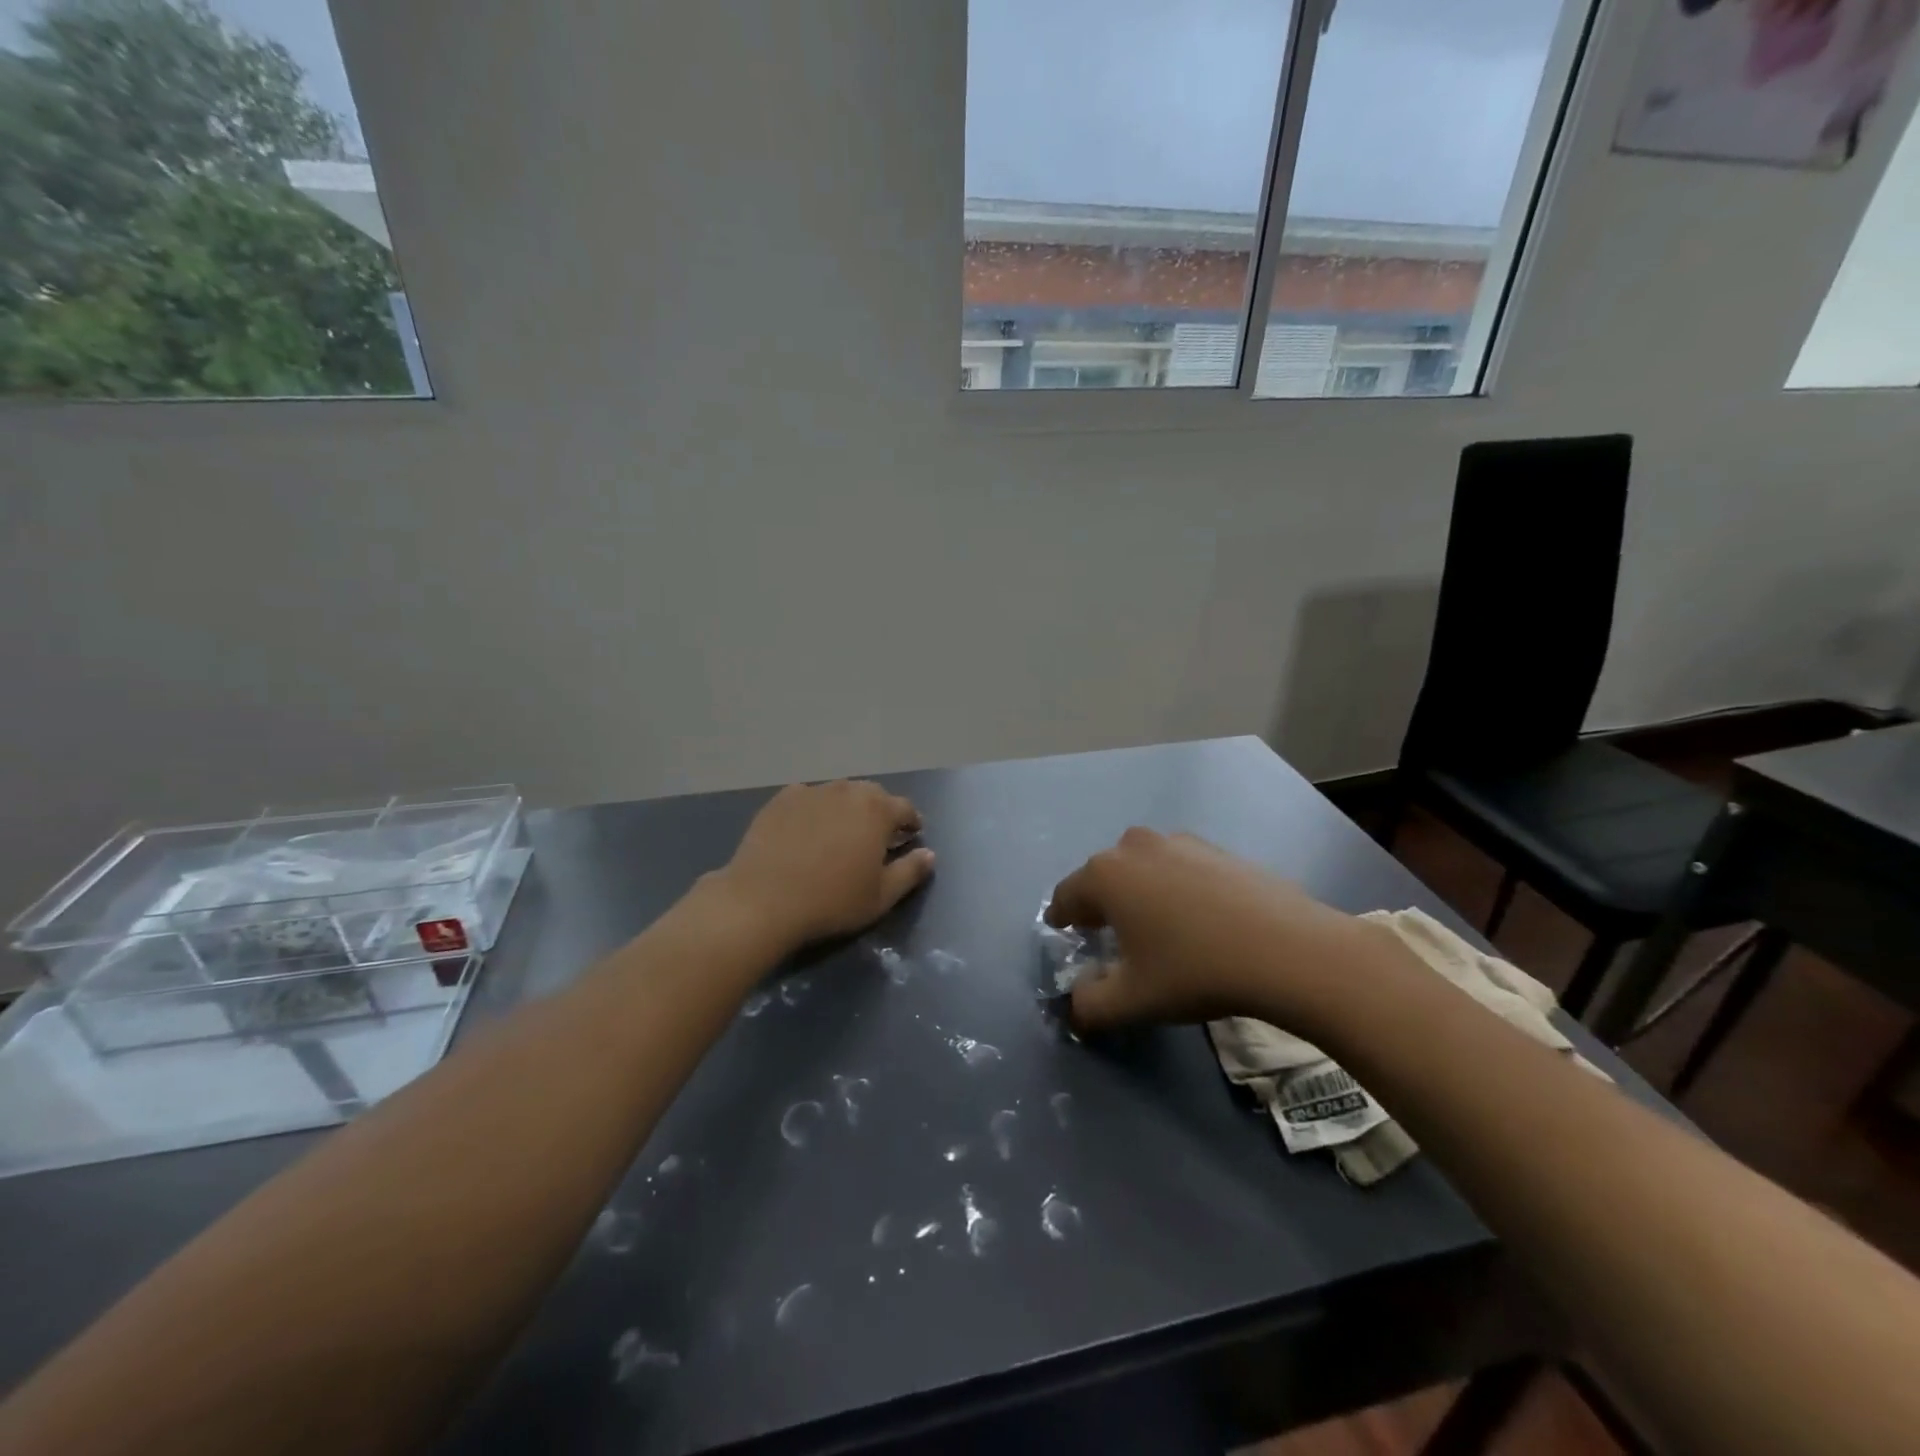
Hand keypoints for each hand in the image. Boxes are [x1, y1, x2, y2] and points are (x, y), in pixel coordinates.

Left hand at [718, 781, 934, 950]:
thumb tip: (929, 854)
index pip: (906, 808)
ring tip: (840, 835)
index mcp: (877, 810)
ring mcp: (812, 791)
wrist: (762, 900)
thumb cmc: (831, 901)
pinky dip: (814, 811)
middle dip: (880, 813)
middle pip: (873, 795)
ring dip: (847, 809)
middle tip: (876, 838)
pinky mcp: (781, 799)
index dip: (912, 823)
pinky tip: (806, 832)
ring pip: (839, 794)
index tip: (911, 837)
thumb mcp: (881, 896)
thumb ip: (911, 871)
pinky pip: (808, 799)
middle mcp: (847, 791)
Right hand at [1045, 828, 1373, 1032]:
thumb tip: (1076, 1005)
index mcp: (1105, 875)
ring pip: (1141, 867)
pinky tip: (1196, 919)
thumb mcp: (1132, 1001)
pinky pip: (1177, 867)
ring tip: (1154, 927)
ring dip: (1137, 892)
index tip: (1063, 933)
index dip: (1060, 918)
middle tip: (1107, 936)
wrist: (1288, 950)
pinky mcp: (1216, 848)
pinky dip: (1174, 887)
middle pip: (1102, 876)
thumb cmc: (1195, 971)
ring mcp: (1179, 842)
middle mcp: (1134, 846)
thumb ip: (1089, 1006)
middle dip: (1098, 904)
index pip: (1065, 895)